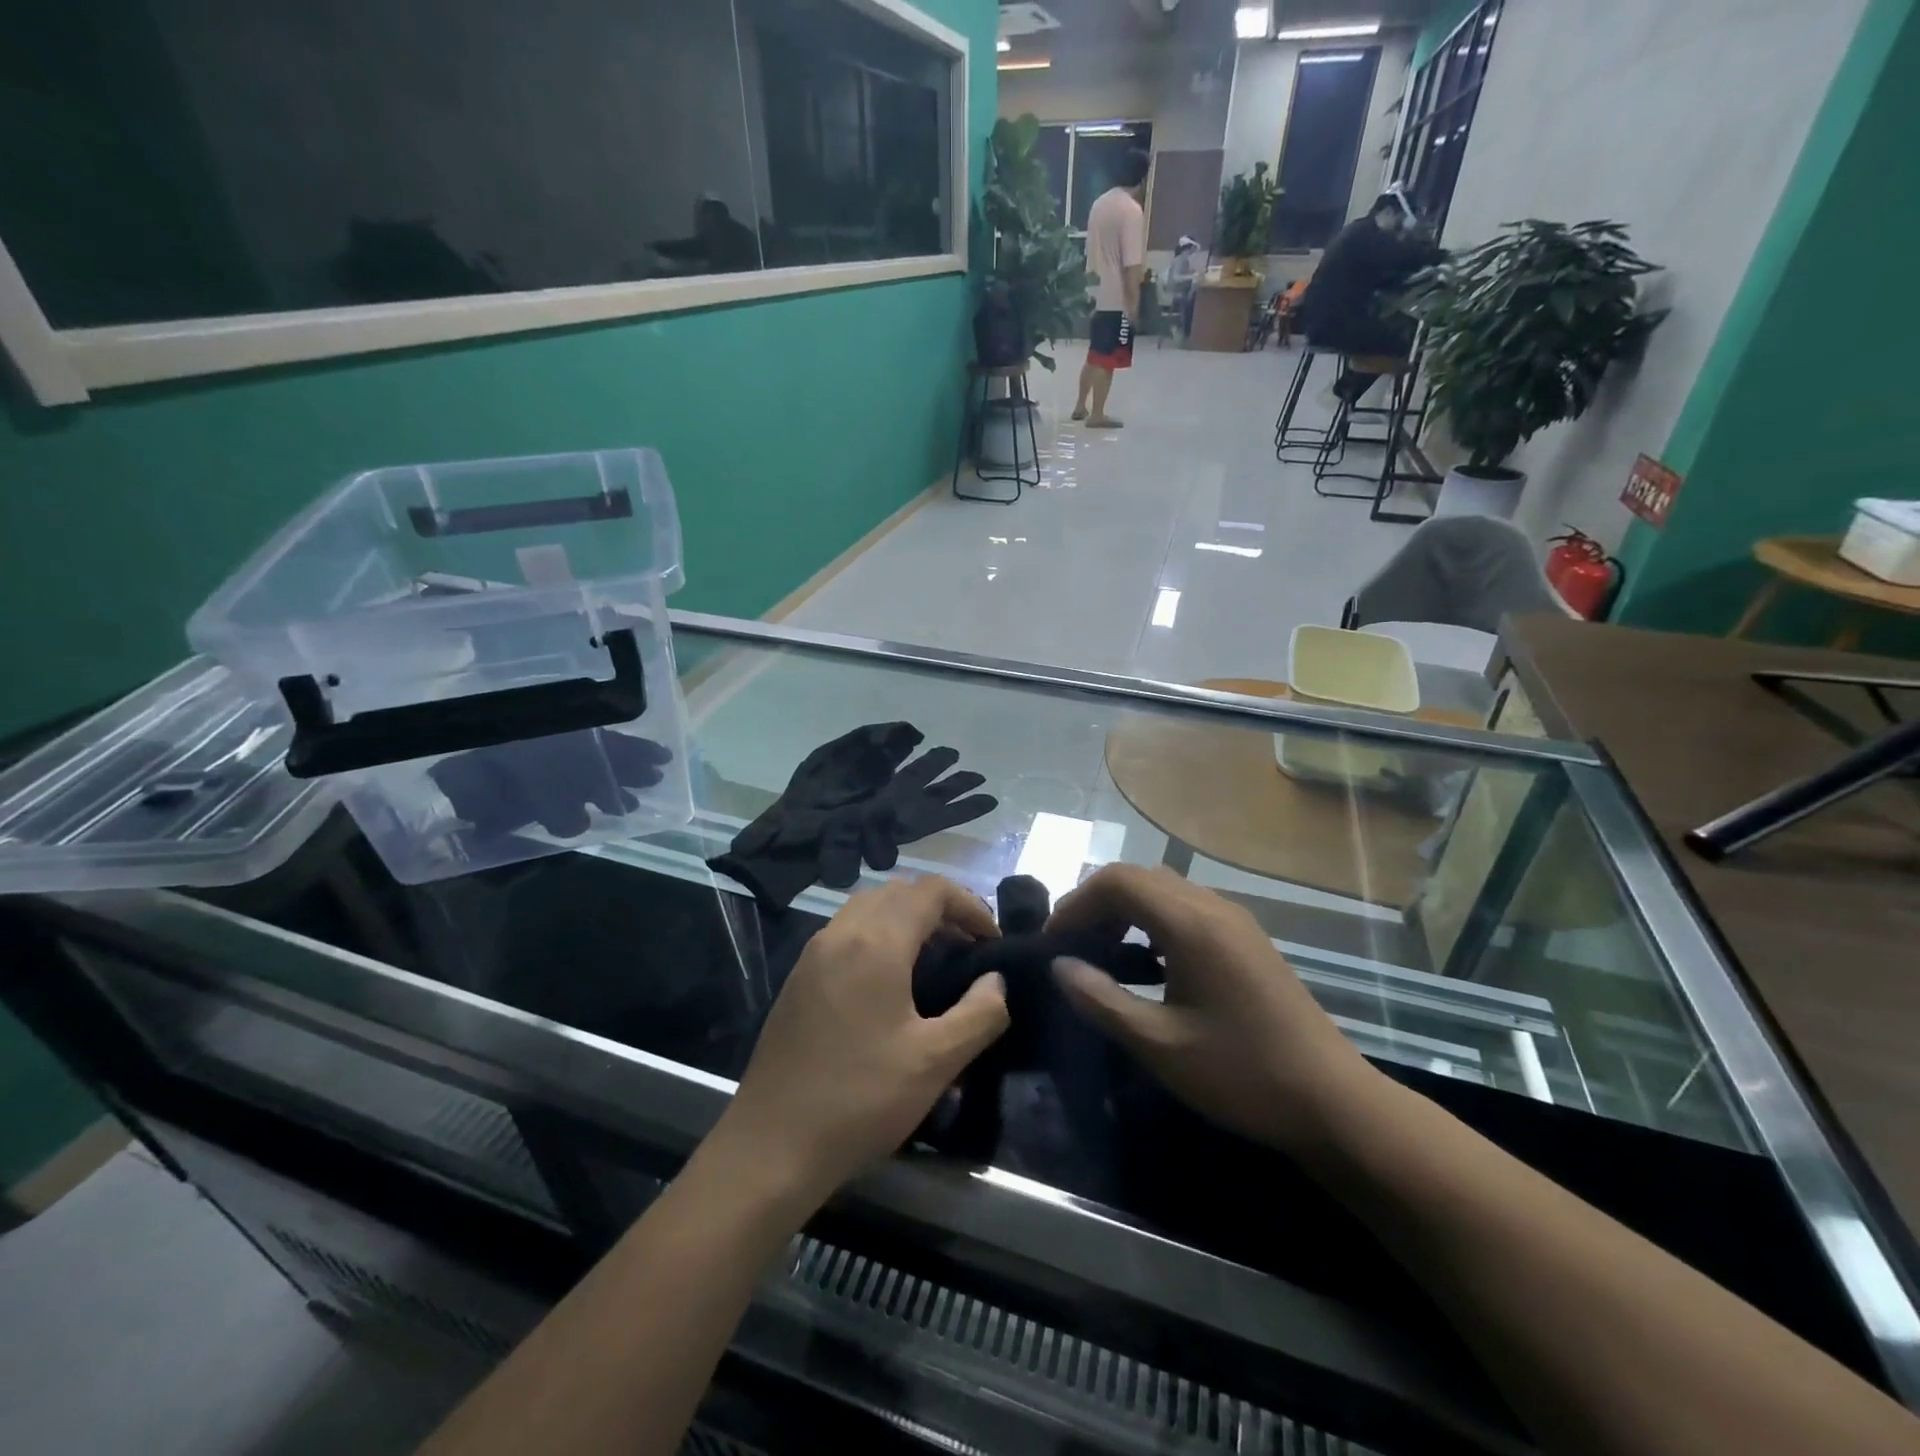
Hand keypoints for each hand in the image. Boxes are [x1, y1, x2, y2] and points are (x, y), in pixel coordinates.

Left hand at [715, 876, 1009, 1207]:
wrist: (771, 1144)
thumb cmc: (860, 1100)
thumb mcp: (935, 1062)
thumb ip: (979, 1014)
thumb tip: (996, 980)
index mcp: (876, 942)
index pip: (931, 890)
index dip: (970, 905)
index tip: (993, 941)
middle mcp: (841, 933)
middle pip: (899, 891)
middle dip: (941, 908)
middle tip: (968, 947)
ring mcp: (814, 953)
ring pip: (869, 907)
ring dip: (907, 918)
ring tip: (934, 959)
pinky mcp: (799, 976)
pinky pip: (846, 931)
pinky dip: (878, 934)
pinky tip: (890, 982)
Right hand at [1048, 865, 1377, 1153]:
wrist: (1333, 1102)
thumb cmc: (1241, 1075)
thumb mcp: (1160, 1046)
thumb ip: (1101, 1000)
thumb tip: (1059, 966)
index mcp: (1192, 924)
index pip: (1118, 880)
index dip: (1077, 903)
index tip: (1053, 942)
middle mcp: (1213, 907)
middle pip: (1139, 877)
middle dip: (1096, 904)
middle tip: (1071, 948)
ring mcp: (1235, 920)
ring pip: (1164, 888)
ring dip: (1125, 910)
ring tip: (1102, 954)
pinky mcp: (1247, 938)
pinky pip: (1186, 907)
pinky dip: (1152, 920)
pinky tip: (1148, 962)